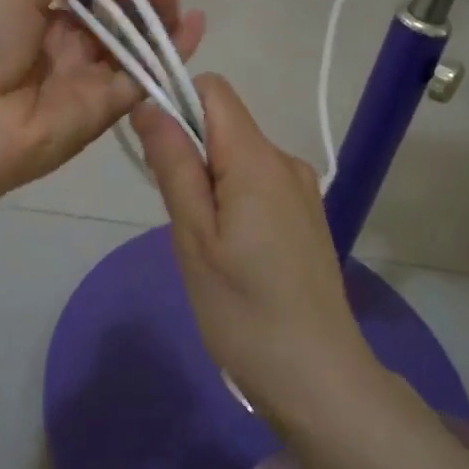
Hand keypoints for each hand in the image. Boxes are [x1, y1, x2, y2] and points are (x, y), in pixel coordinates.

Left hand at [0, 0, 204, 203]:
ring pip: (133, 51)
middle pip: (115, 27)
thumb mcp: (2, 1)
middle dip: (142, 2)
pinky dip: (169, 57)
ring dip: (159, 23)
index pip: (89, 4)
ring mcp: (86, 85)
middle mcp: (65, 56)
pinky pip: (141, 81)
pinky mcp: (103, 112)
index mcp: (38, 26)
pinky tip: (193, 28)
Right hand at [132, 75, 378, 426]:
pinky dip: (233, 198)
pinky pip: (259, 183)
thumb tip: (150, 104)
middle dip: (189, 150)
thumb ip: (174, 164)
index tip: (152, 146)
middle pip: (226, 124)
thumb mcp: (194, 238)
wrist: (319, 378)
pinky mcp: (306, 215)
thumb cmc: (244, 311)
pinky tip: (232, 252)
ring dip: (210, 179)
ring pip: (240, 156)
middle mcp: (286, 161)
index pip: (214, 90)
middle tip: (178, 215)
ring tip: (205, 243)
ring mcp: (301, 189)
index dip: (176, 101)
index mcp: (258, 159)